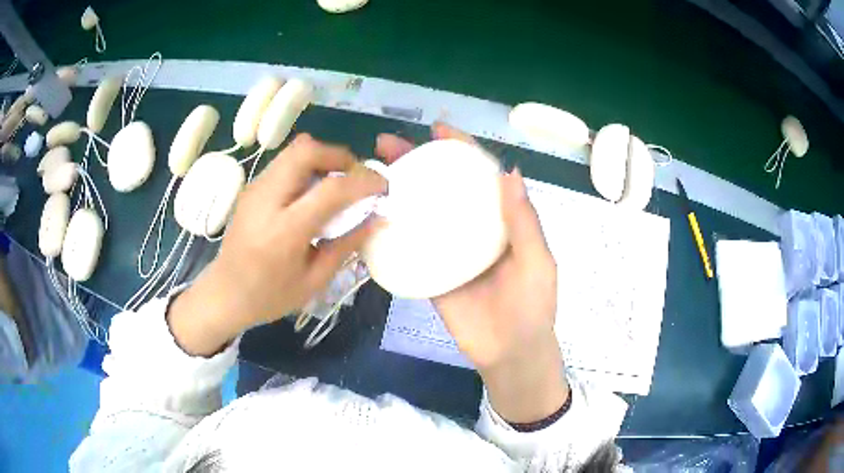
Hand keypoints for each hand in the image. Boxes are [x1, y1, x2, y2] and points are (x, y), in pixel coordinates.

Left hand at [168, 134, 385, 355]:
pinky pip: (285, 162)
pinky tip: (312, 193)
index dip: (364, 181)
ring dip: (323, 159)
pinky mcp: (252, 187)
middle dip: (340, 156)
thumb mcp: (314, 280)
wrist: (224, 293)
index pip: (331, 189)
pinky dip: (307, 166)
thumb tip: (377, 218)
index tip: (383, 187)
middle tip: (356, 178)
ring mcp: (255, 188)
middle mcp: (267, 199)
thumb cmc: (269, 296)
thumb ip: (347, 245)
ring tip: (336, 184)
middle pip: (307, 150)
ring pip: (295, 150)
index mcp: (284, 231)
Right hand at [379, 123, 567, 423]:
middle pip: (443, 186)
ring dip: (397, 189)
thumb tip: (510, 170)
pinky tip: (368, 214)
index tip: (437, 129)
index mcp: (499, 219)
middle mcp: (471, 228)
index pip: (479, 174)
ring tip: (370, 170)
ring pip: (421, 211)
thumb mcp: (538, 262)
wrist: (510, 353)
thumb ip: (524, 222)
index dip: (460, 149)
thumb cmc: (532, 306)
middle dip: (416, 161)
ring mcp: (447, 250)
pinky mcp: (429, 273)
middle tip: (387, 144)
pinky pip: (408, 248)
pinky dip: (390, 230)